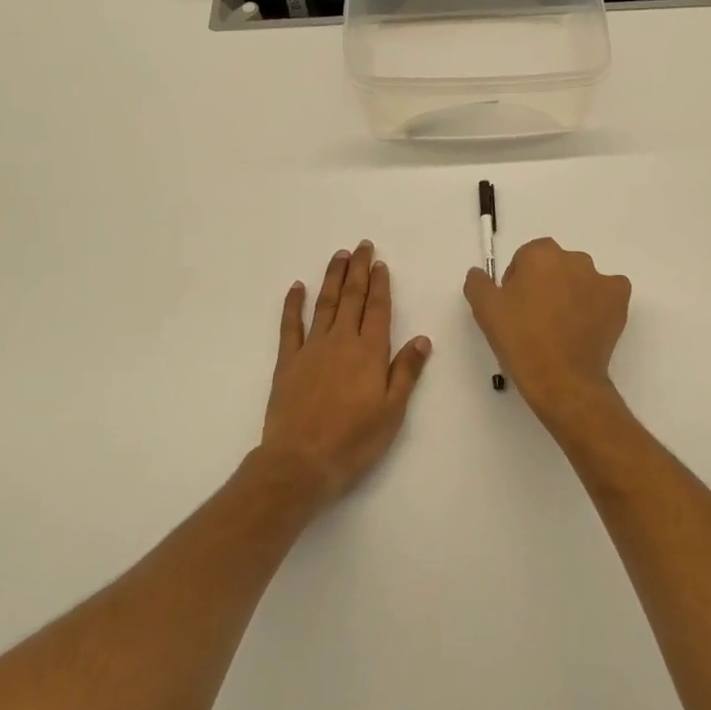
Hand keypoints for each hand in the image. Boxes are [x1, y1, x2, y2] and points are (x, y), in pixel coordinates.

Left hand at [260, 241, 431, 508]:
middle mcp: (342, 341)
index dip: (380, 285)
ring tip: (339, 256)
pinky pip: (290, 325)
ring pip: (324, 303)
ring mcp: (312, 348)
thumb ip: (406, 372)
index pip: (378, 309)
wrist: (300, 463)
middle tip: (361, 246)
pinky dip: (293, 304)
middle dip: (358, 270)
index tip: (380, 263)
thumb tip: (423, 338)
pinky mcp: (288, 362)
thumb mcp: (392, 412)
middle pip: (352, 297)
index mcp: (370, 352)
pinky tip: (297, 287)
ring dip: (332, 277)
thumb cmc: (353, 441)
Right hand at [464, 238, 630, 426]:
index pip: (526, 258)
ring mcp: (600, 277)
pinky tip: (587, 324)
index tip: (515, 307)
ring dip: (571, 292)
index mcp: (541, 254)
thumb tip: (479, 273)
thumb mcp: (485, 310)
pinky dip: (598, 302)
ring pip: (580, 278)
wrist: (562, 379)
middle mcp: (574, 258)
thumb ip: (478, 283)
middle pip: (554, 265)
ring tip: (562, 326)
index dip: (518, 281)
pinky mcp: (619, 298)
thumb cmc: (521, 340)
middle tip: (536, 318)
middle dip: (545, 284)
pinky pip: (607, 291)